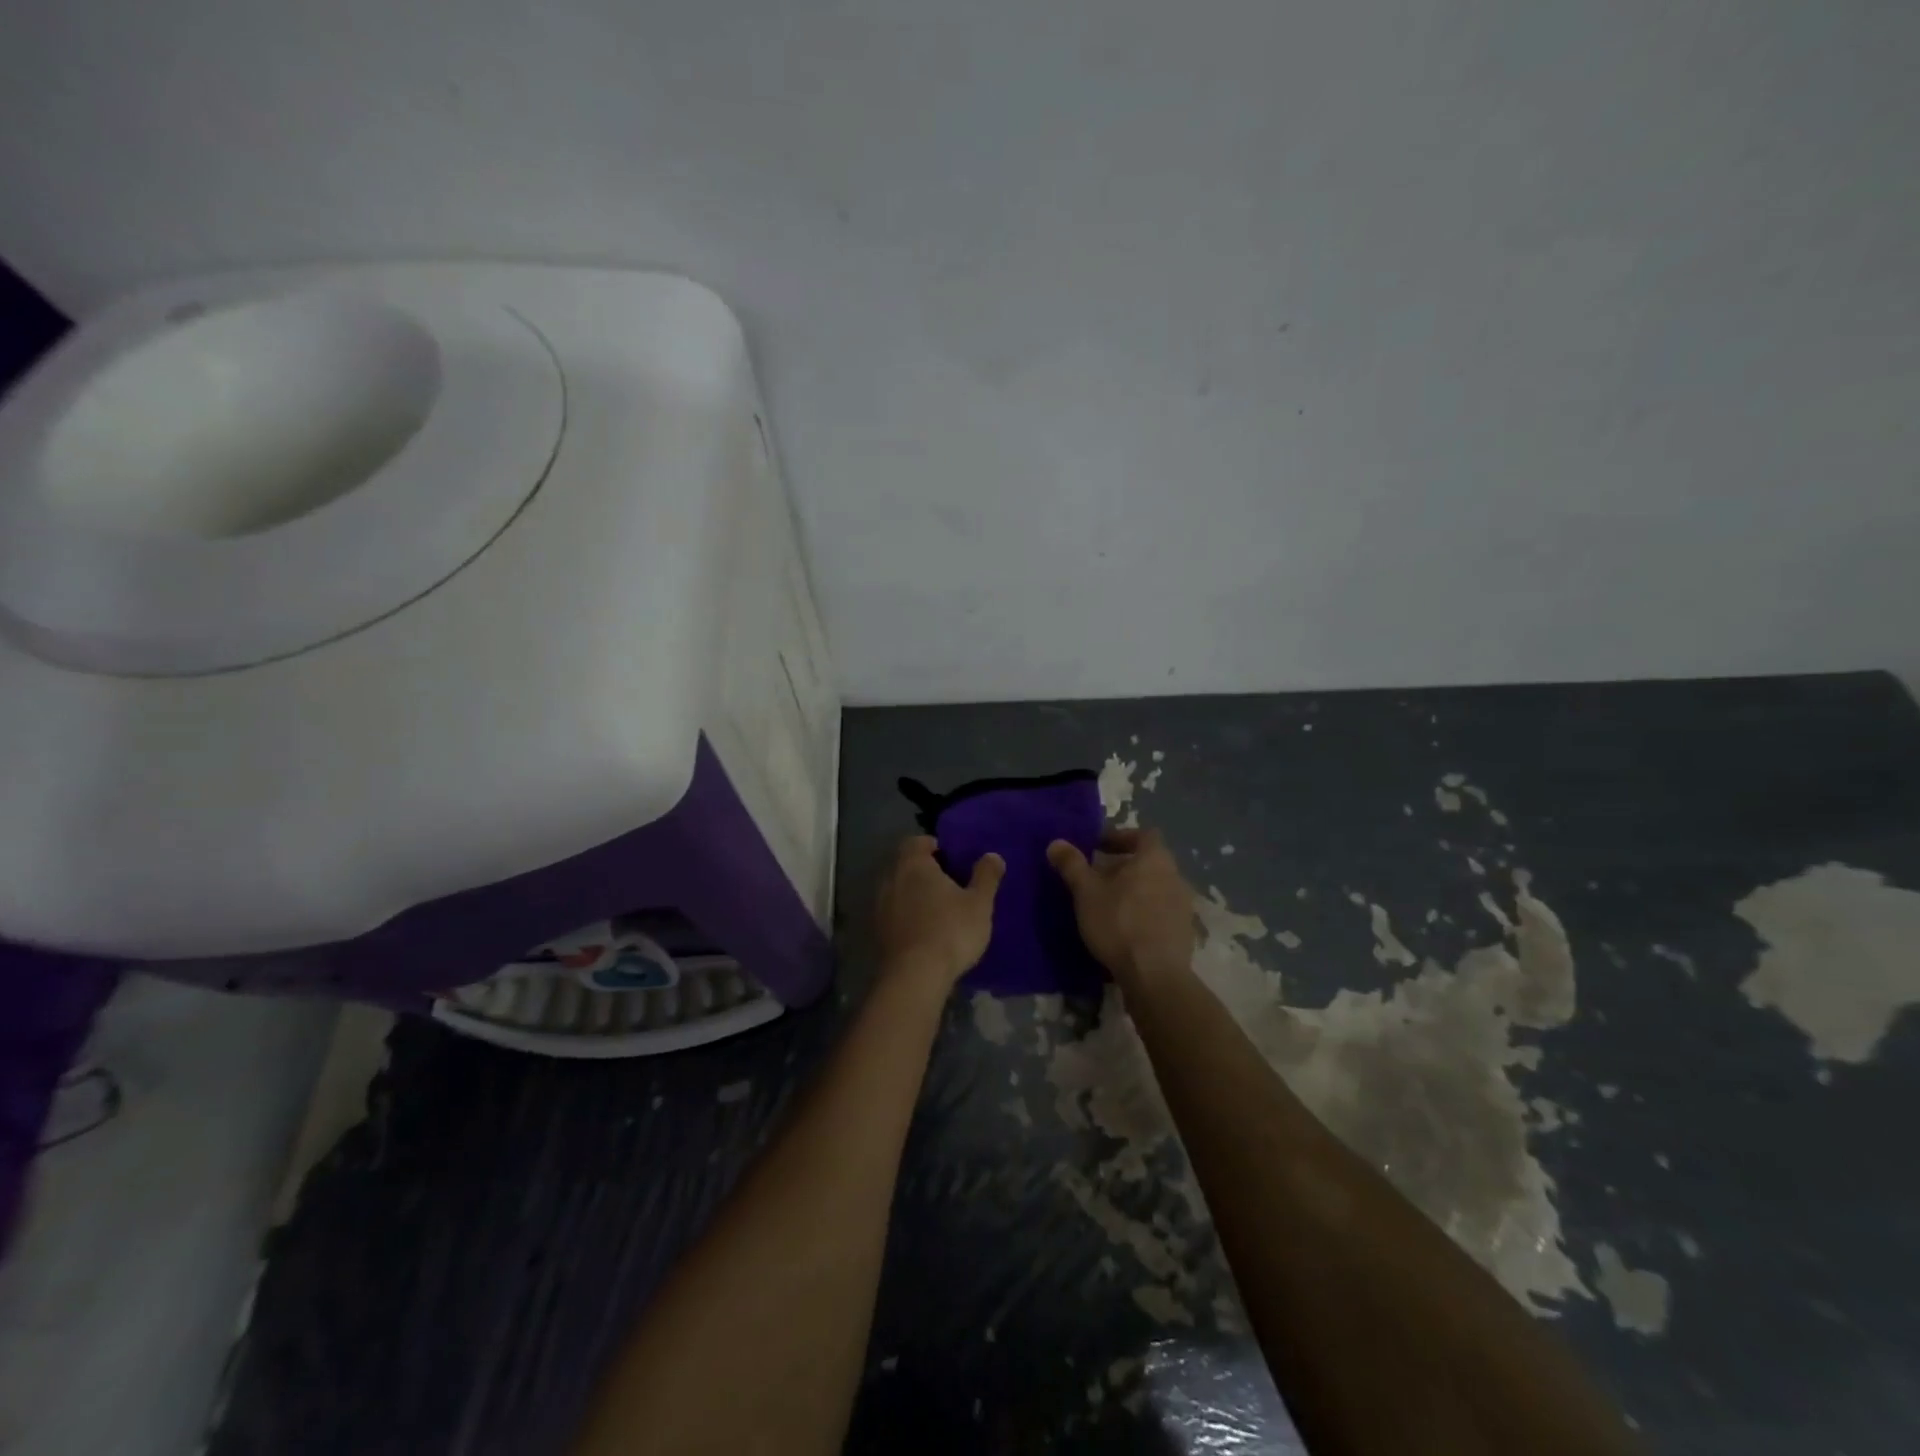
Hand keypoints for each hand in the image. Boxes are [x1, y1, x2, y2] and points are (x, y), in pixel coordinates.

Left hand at [874, 836, 1004, 990]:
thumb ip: (986, 876)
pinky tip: (925, 930)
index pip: (917, 842)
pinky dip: (907, 915)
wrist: (915, 976)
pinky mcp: (877, 931)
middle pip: (906, 865)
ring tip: (938, 908)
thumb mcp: (979, 903)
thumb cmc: (950, 930)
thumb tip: (993, 855)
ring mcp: (880, 906)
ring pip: (898, 889)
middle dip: (925, 871)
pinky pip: (894, 913)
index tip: (953, 859)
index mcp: (913, 864)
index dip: (934, 846)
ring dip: (915, 894)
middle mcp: (891, 879)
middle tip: (950, 883)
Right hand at [1047, 827, 1195, 986]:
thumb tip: (1056, 842)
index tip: (1097, 848)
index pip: (1142, 835)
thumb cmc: (1119, 923)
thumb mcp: (1086, 892)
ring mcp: (1184, 905)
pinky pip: (1162, 911)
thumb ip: (1072, 865)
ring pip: (1156, 887)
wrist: (1155, 976)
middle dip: (1123, 866)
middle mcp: (1175, 876)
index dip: (1120, 837)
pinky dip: (1145, 912)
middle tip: (1098, 878)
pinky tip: (1126, 929)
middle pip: (1149, 862)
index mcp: (1155, 859)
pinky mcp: (1185, 932)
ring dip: (1135, 890)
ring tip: (1109, 905)